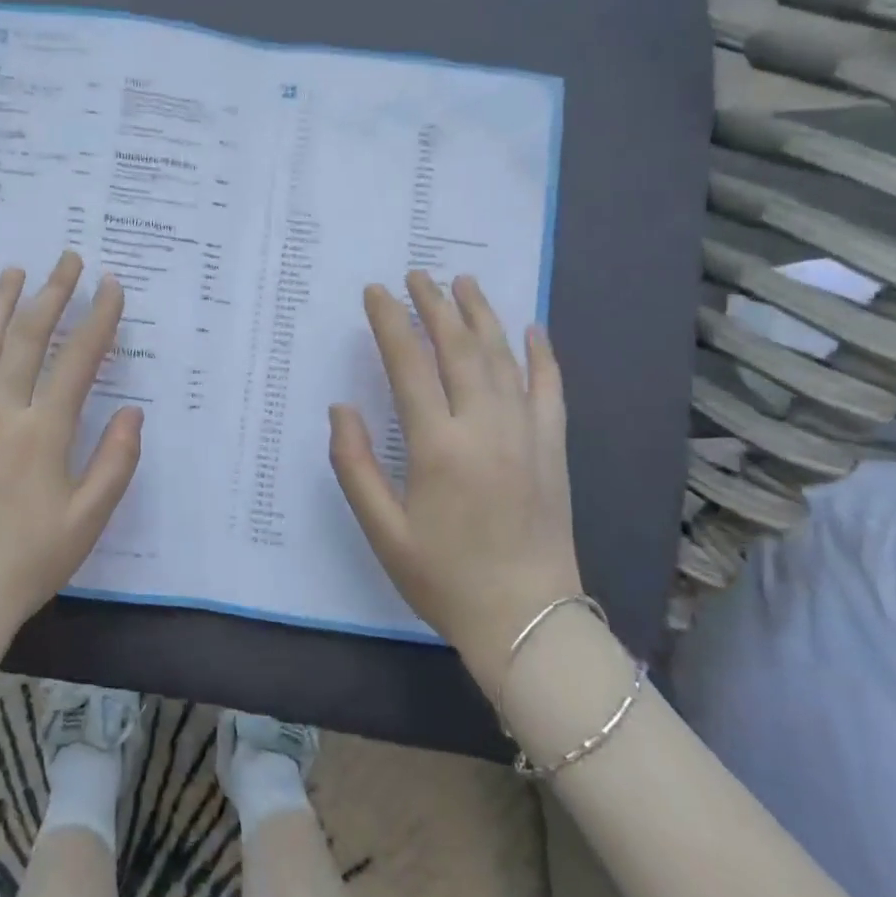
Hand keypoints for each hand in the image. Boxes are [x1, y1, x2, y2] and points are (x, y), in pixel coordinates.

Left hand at [0, 253, 142, 650]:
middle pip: (27, 337)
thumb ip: (115, 461)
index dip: (98, 318)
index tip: (110, 286)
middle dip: (52, 293)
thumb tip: (134, 412)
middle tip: (67, 259)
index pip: (78, 360)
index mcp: (43, 433)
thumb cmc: (29, 559)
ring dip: (0, 302)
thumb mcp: (88, 518)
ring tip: (16, 270)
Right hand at [329, 270, 580, 698]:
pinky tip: (532, 329)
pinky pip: (550, 389)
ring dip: (481, 315)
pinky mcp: (553, 449)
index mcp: (437, 446)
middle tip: (416, 274)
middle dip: (434, 305)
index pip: (409, 365)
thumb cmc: (444, 578)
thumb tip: (341, 408)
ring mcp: (526, 434)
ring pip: (503, 358)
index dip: (390, 323)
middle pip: (458, 348)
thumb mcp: (382, 530)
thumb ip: (354, 464)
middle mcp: (484, 427)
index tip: (375, 292)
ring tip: (463, 281)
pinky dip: (542, 355)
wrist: (528, 622)